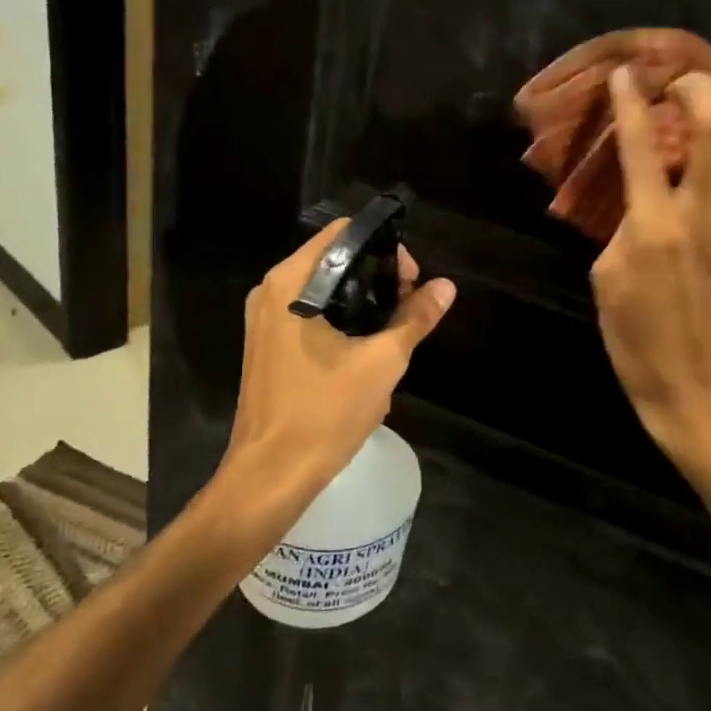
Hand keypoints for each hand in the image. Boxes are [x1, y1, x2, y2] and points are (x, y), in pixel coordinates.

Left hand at [208, 222, 455, 544]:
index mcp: (291, 284)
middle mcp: (271, 292)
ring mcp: (264, 320)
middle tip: (410, 303)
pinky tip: (367, 347)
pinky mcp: (268, 345)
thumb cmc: (324, 412)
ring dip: (361, 300)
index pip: (342, 235)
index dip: (383, 247)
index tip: (411, 279)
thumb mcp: (382, 362)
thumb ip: (415, 318)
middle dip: (376, 275)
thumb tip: (446, 286)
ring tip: (396, 326)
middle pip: (332, 259)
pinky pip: (309, 314)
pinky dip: (341, 318)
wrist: (271, 475)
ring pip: (322, 289)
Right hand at [591, 67, 710, 464]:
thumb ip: (623, 224)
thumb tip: (641, 193)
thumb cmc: (635, 337)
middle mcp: (703, 215)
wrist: (694, 383)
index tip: (627, 73)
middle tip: (682, 80)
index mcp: (653, 226)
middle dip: (701, 90)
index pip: (643, 146)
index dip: (632, 102)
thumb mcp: (605, 277)